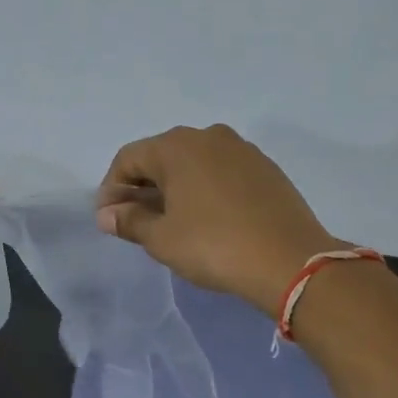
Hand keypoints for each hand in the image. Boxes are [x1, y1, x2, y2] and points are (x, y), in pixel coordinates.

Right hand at [97, 124, 341, 312]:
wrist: (290, 261)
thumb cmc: (213, 246)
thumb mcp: (161, 238)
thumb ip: (129, 221)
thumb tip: (107, 215)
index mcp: (177, 146)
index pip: (128, 158)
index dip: (111, 188)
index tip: (109, 219)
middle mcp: (208, 136)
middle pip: (161, 157)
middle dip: (142, 187)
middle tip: (135, 221)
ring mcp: (241, 150)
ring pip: (193, 163)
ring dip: (173, 188)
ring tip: (170, 221)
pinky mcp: (265, 168)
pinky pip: (220, 172)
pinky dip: (203, 189)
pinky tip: (205, 218)